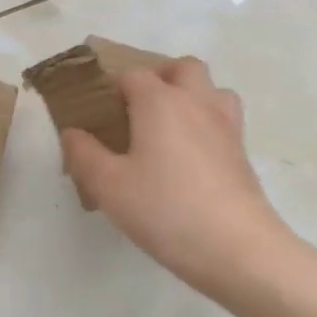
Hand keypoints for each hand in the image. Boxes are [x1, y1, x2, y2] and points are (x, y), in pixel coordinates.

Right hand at [62, 57, 292, 297]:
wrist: (238, 249)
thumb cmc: (165, 209)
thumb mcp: (108, 185)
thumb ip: (84, 154)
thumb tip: (73, 133)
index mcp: (160, 101)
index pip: (132, 75)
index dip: (111, 87)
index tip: (97, 113)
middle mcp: (196, 103)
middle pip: (183, 67)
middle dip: (160, 77)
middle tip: (138, 108)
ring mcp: (226, 127)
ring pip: (213, 90)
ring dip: (191, 96)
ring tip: (169, 126)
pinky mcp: (243, 154)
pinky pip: (224, 120)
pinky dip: (206, 124)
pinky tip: (189, 157)